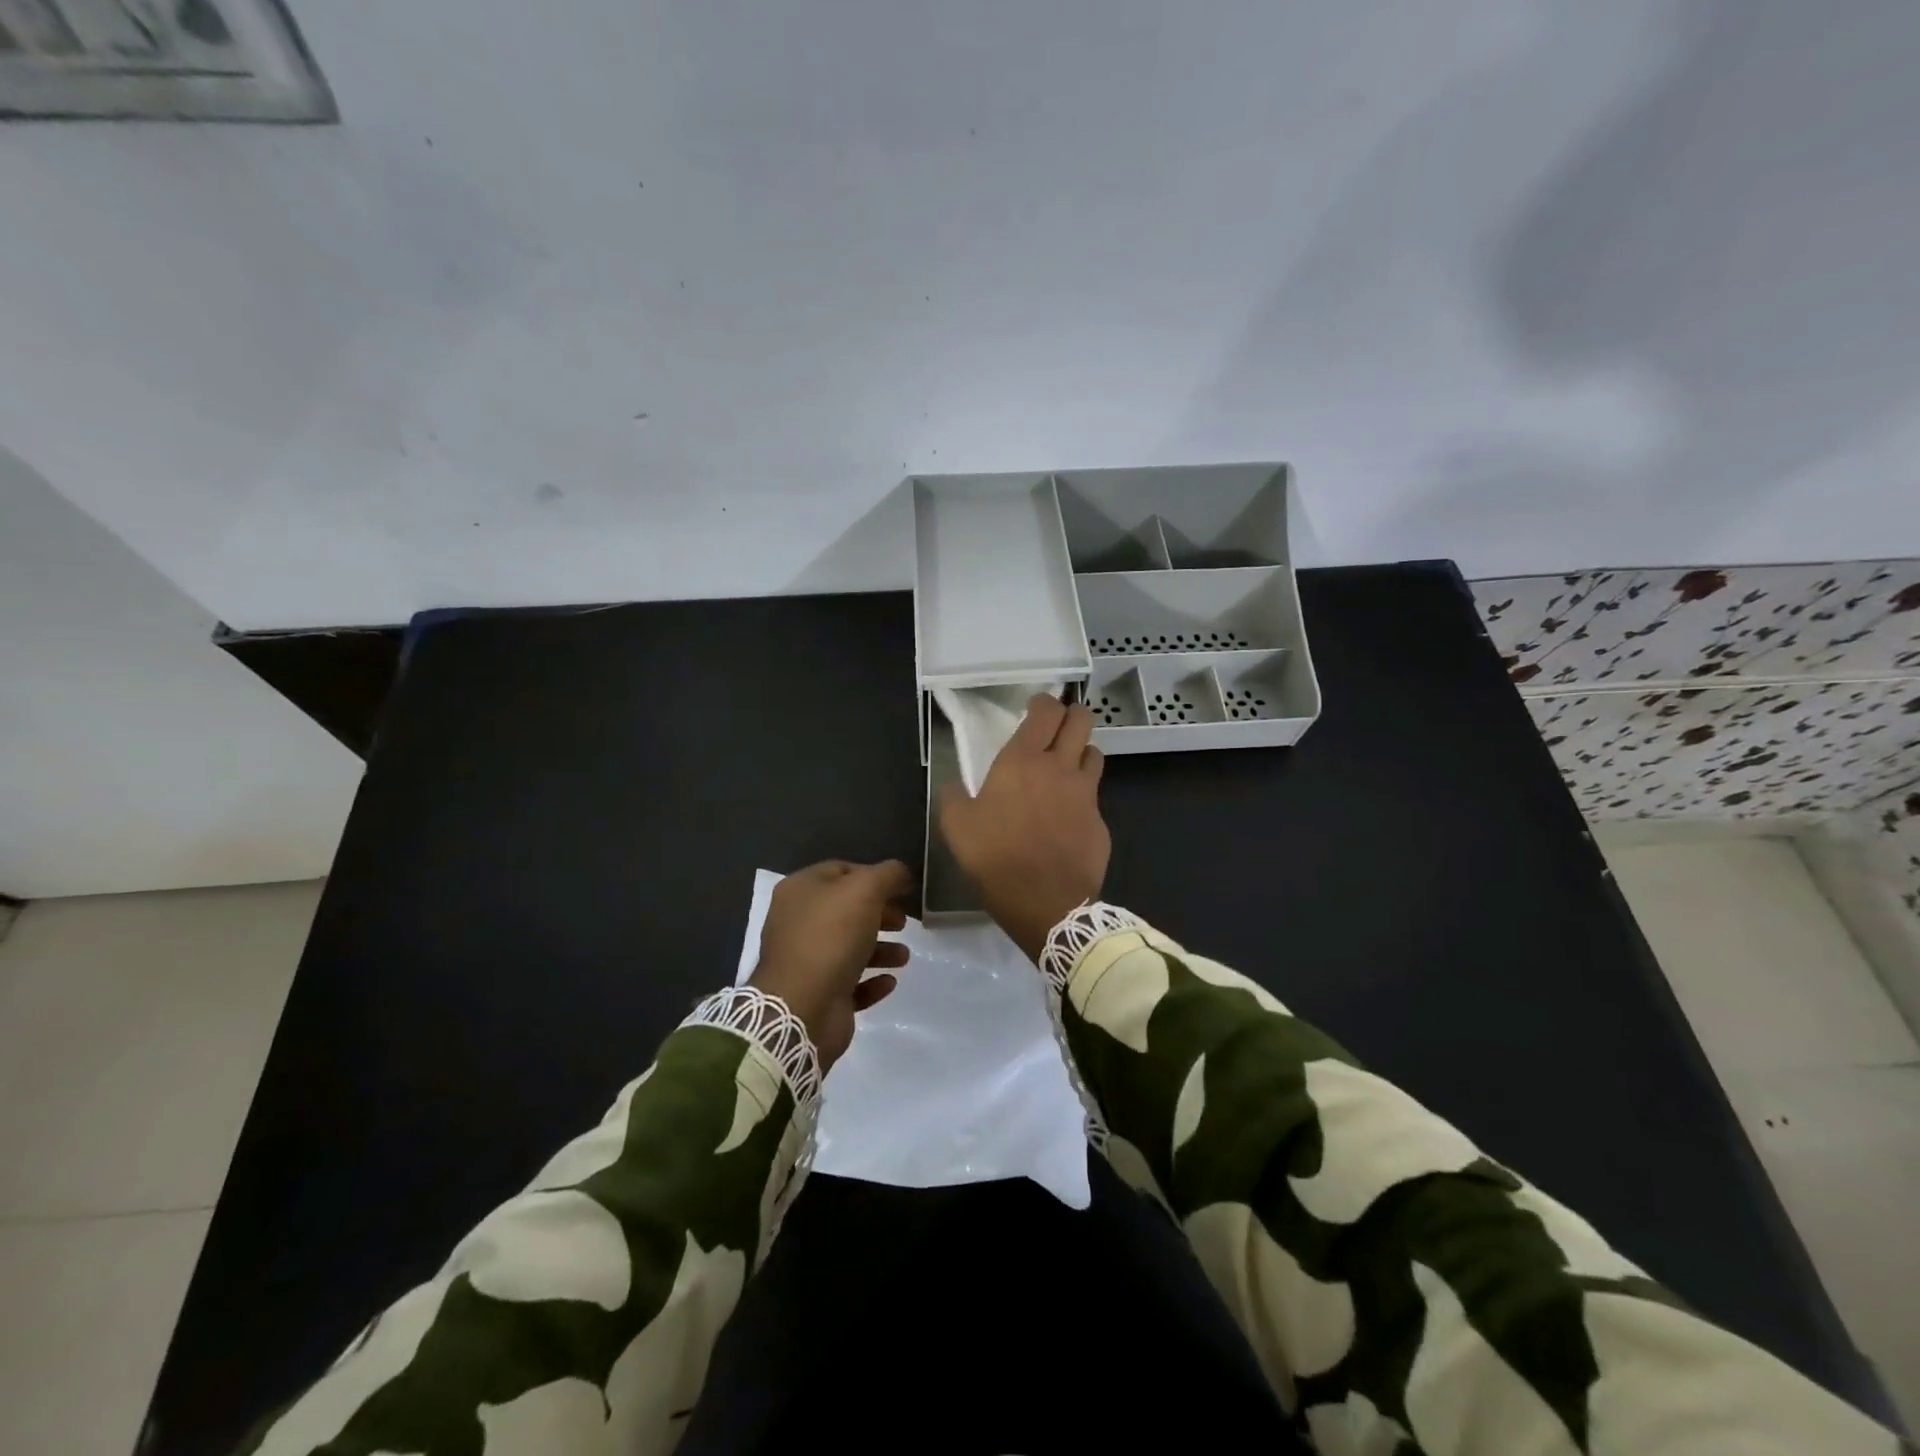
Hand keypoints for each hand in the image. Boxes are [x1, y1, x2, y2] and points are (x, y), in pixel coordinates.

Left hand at [749, 860, 913, 1068]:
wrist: (802, 1008)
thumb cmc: (831, 937)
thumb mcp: (865, 890)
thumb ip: (888, 875)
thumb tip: (901, 873)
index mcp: (800, 890)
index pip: (841, 871)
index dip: (874, 876)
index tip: (902, 888)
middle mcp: (798, 922)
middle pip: (847, 910)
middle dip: (880, 914)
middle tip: (904, 923)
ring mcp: (805, 961)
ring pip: (850, 948)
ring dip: (881, 950)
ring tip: (903, 956)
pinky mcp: (817, 995)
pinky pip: (850, 983)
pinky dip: (871, 981)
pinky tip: (889, 981)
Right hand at [938, 694, 1109, 961]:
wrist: (1047, 903)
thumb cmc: (996, 857)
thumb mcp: (956, 827)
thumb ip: (954, 797)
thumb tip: (955, 785)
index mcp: (1024, 761)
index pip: (1046, 711)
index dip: (1043, 702)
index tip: (1034, 707)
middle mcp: (1061, 768)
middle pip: (1081, 721)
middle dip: (1071, 716)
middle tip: (1056, 728)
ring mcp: (1086, 794)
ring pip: (1094, 754)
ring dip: (1081, 752)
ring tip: (1066, 767)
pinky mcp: (1101, 822)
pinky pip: (1094, 796)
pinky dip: (1083, 795)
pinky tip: (1068, 815)